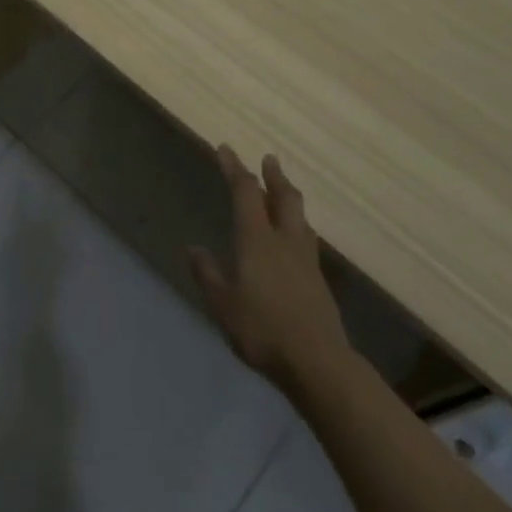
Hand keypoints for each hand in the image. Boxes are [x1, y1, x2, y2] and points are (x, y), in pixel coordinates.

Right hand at [190, 147, 350, 390]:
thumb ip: (208, 274)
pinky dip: (296, 226)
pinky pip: (306, 240)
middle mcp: (284, 241)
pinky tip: (293, 239)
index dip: (235, 168)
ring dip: (288, 198)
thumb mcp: (223, 304)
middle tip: (268, 159)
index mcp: (257, 240)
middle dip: (274, 175)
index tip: (225, 149)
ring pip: (299, 217)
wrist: (318, 363)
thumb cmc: (263, 330)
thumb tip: (193, 248)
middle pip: (283, 197)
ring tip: (281, 193)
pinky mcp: (319, 281)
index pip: (245, 193)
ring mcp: (306, 260)